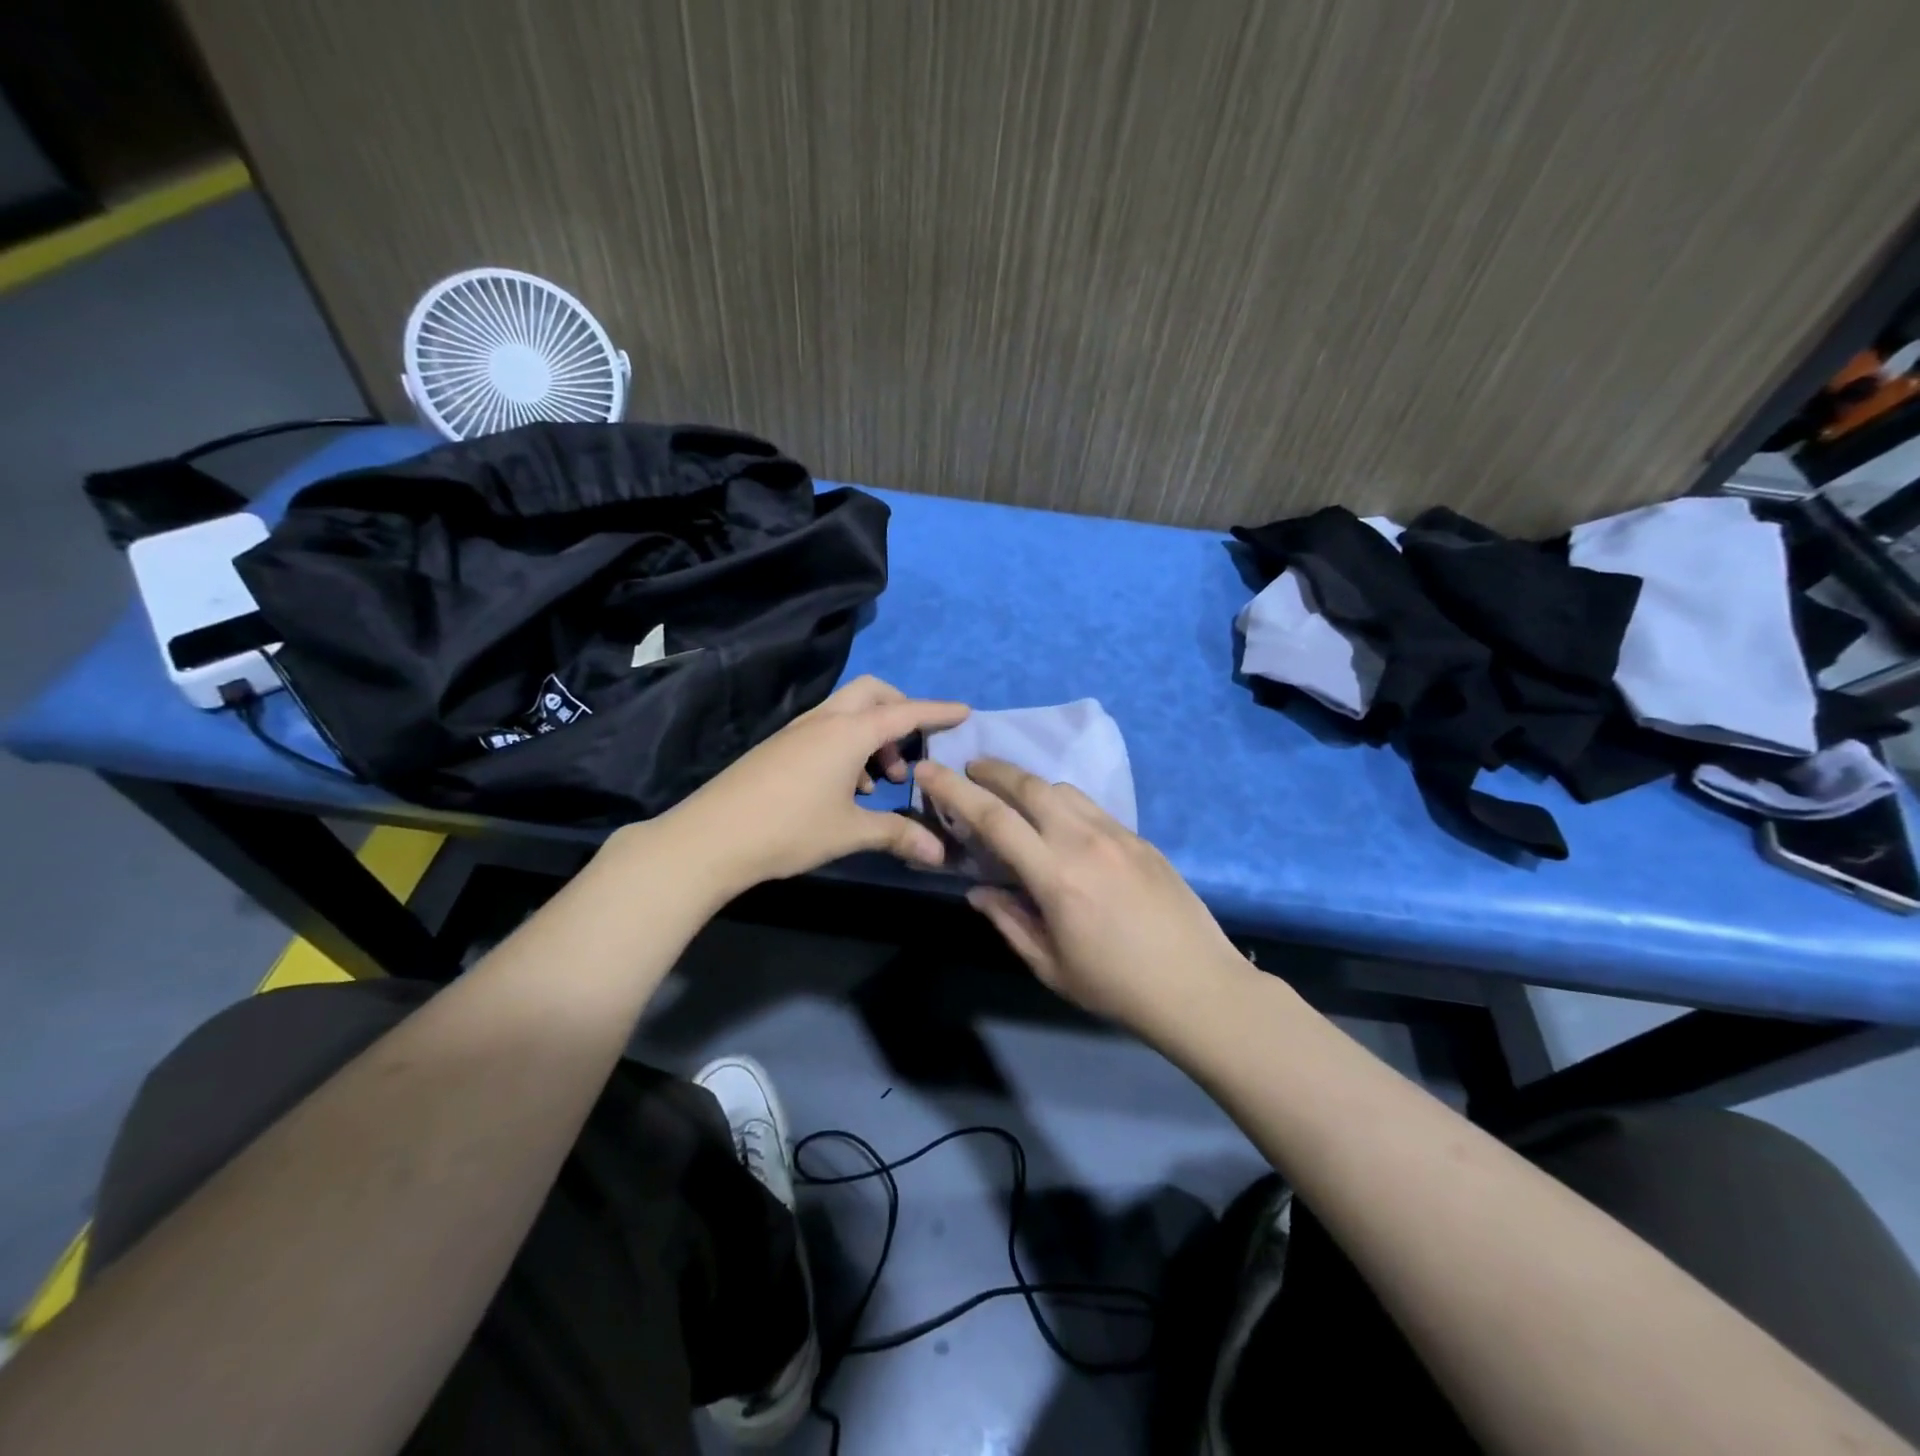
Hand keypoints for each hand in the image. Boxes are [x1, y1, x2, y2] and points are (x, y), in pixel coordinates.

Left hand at [661, 676, 968, 892]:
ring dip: (873, 734)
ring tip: (880, 781)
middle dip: (900, 710)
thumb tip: (938, 852)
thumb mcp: (850, 832)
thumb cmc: (790, 829)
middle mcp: (825, 720)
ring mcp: (798, 731)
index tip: (964, 711)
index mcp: (849, 733)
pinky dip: (848, 745)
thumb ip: (897, 835)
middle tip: (912, 749)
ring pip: (847, 712)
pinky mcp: (780, 746)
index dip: (937, 711)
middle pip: (872, 693)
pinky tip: (847, 787)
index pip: (905, 712)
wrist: (711, 837)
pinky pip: (826, 729)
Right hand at [915, 758, 1249, 1034]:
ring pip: (1063, 789)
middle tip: (969, 770)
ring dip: (1029, 784)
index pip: (994, 818)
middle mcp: (1084, 841)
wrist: (1198, 985)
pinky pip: (1091, 806)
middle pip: (1029, 786)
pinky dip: (1062, 802)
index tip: (930, 771)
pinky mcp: (1140, 838)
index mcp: (1055, 875)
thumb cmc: (1116, 986)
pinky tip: (1059, 823)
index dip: (955, 790)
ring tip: (1011, 796)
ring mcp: (1117, 834)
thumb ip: (1009, 921)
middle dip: (992, 770)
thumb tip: (978, 889)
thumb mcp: (1050, 965)